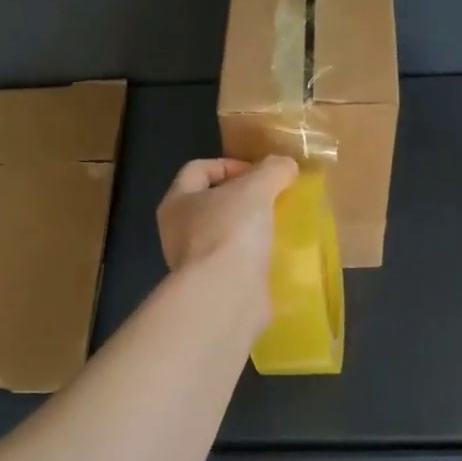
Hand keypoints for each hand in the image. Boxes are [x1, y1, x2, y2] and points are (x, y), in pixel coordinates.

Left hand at [156, 155, 297, 278]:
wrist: (226, 296)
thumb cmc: (231, 231)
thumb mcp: (256, 188)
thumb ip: (272, 171)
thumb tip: (285, 165)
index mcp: (177, 202)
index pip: (198, 170)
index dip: (229, 164)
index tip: (260, 173)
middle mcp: (178, 232)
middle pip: (211, 203)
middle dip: (242, 198)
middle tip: (272, 198)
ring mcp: (194, 264)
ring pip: (224, 235)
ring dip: (249, 229)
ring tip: (278, 226)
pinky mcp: (214, 288)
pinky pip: (235, 263)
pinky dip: (253, 257)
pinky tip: (276, 255)